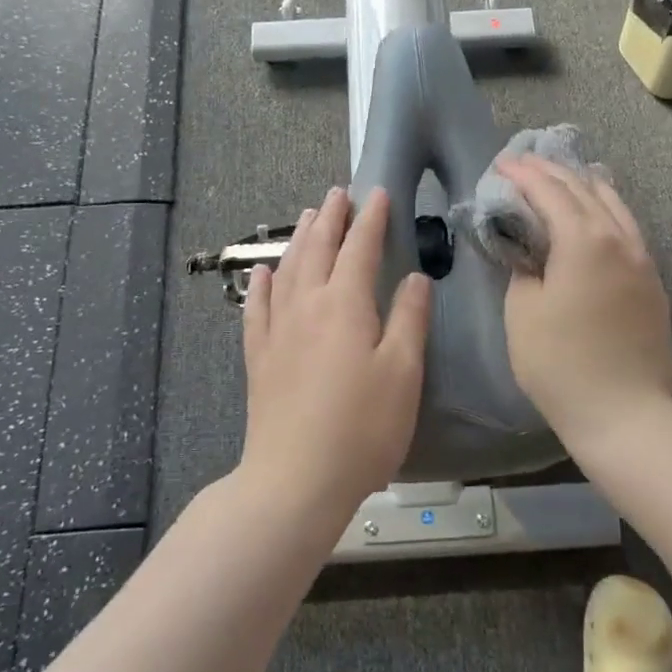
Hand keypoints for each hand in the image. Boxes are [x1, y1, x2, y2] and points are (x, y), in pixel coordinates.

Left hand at [240, 186, 430, 523]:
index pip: (360, 248)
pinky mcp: (259, 356)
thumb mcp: (402, 372)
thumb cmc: (362, 427)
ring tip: (308, 216)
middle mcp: (307, 305)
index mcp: (345, 305)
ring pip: (288, 269)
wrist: (295, 479)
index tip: (377, 193)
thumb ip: (409, 319)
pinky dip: (261, 283)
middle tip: (339, 193)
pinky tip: (262, 271)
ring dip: (299, 238)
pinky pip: (257, 307)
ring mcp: (277, 330)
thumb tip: (414, 278)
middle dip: (331, 218)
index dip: (370, 219)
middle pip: (318, 249)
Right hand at [496, 154, 671, 448]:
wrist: (625, 414)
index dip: (524, 174)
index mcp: (583, 240)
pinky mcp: (653, 283)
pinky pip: (628, 228)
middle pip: (585, 189)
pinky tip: (599, 213)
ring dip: (585, 184)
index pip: (550, 192)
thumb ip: (524, 269)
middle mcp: (619, 239)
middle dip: (552, 172)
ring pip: (615, 205)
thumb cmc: (560, 363)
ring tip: (565, 175)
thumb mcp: (523, 311)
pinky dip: (607, 209)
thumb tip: (532, 254)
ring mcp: (643, 260)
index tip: (502, 164)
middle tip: (525, 163)